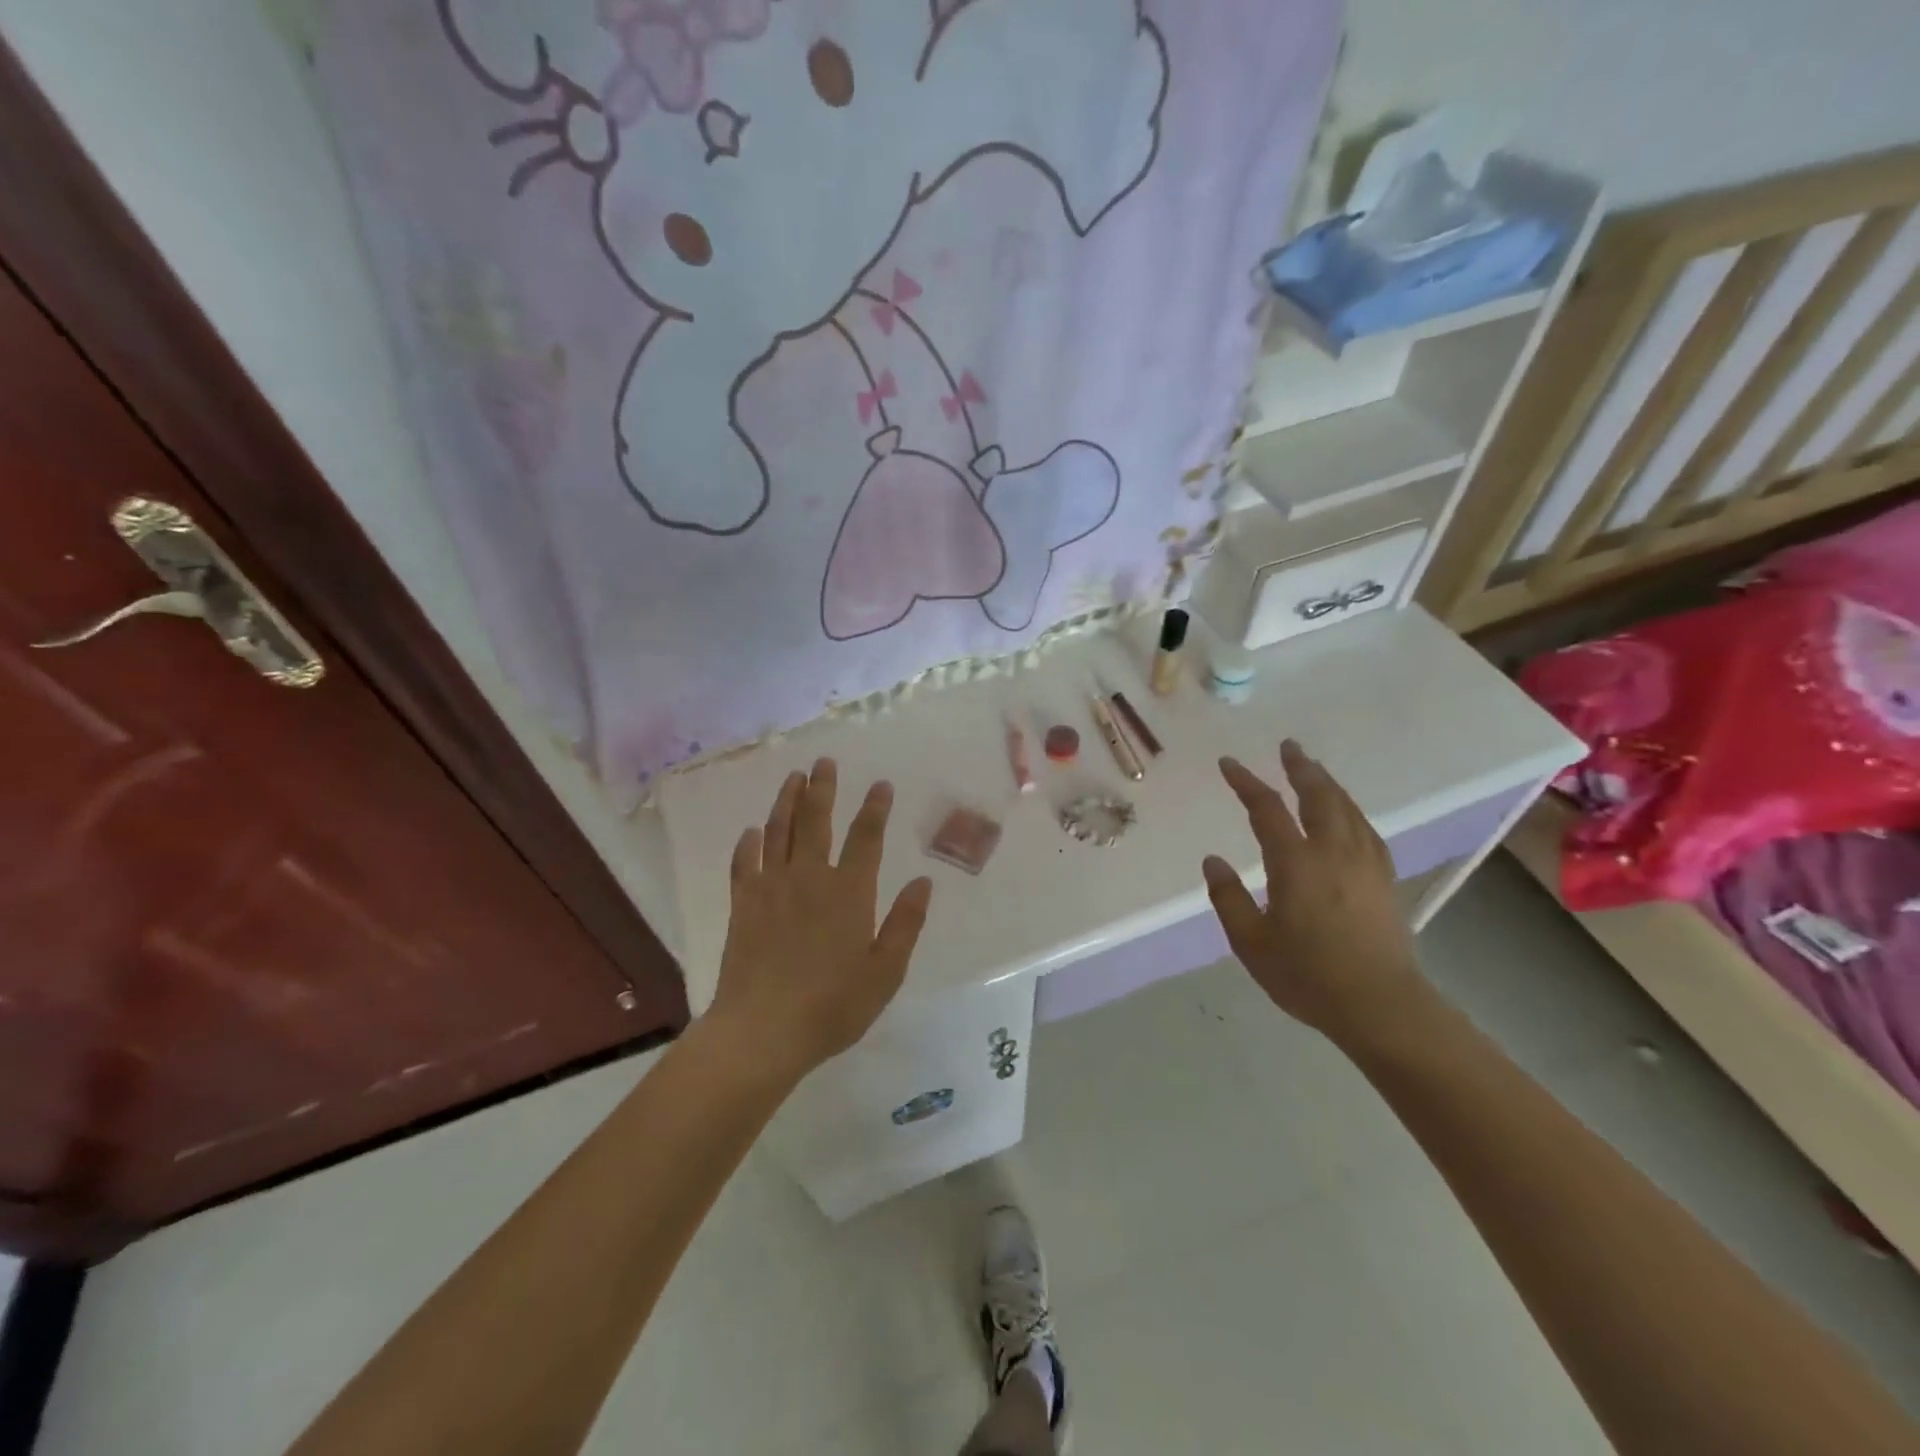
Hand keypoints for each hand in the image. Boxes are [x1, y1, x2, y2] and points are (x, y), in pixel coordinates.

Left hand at [711, 759, 934, 1077]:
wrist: (763, 1030)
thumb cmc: (833, 1005)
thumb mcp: (885, 971)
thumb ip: (905, 923)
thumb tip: (923, 881)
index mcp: (849, 892)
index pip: (865, 838)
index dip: (874, 808)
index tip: (880, 784)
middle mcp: (810, 878)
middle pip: (816, 821)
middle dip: (823, 788)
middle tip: (824, 762)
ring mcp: (771, 887)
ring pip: (779, 832)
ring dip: (787, 801)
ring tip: (793, 777)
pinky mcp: (742, 904)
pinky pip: (744, 863)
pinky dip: (747, 843)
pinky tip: (751, 832)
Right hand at [1202, 741, 1425, 1044]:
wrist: (1381, 1005)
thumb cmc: (1307, 975)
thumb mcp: (1251, 942)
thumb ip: (1228, 898)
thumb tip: (1213, 861)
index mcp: (1296, 862)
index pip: (1266, 808)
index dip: (1246, 782)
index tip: (1228, 764)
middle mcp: (1333, 851)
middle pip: (1319, 795)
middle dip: (1301, 767)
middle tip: (1289, 746)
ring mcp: (1365, 863)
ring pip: (1347, 808)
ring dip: (1328, 783)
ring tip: (1314, 770)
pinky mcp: (1384, 879)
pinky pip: (1365, 828)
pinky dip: (1350, 810)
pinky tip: (1348, 814)